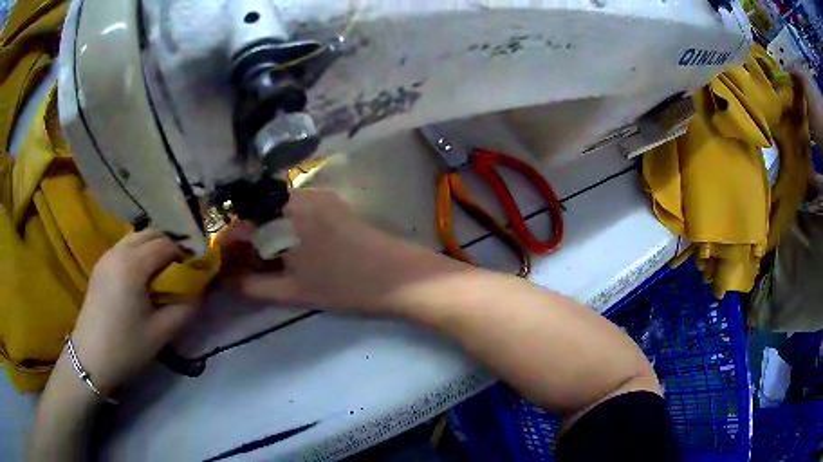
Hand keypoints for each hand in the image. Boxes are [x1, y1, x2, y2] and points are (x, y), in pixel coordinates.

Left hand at [69, 230, 197, 394]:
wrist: (91, 358)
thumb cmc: (126, 346)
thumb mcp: (162, 332)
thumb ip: (186, 308)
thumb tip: (201, 291)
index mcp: (133, 265)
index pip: (166, 244)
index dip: (184, 254)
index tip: (195, 271)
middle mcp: (119, 251)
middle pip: (151, 233)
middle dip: (170, 246)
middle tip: (181, 269)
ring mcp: (107, 256)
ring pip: (136, 237)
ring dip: (153, 247)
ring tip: (162, 272)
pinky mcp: (100, 265)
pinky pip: (124, 247)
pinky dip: (138, 252)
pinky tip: (141, 276)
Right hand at [226, 189, 464, 311]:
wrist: (398, 275)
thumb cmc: (344, 285)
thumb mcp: (294, 292)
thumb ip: (256, 287)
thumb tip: (233, 282)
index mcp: (284, 216)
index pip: (242, 222)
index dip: (229, 240)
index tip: (224, 257)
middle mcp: (298, 197)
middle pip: (259, 211)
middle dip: (247, 235)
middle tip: (246, 261)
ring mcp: (319, 197)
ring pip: (277, 208)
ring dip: (266, 229)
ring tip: (267, 257)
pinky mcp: (334, 202)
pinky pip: (297, 208)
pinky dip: (285, 224)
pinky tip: (291, 247)